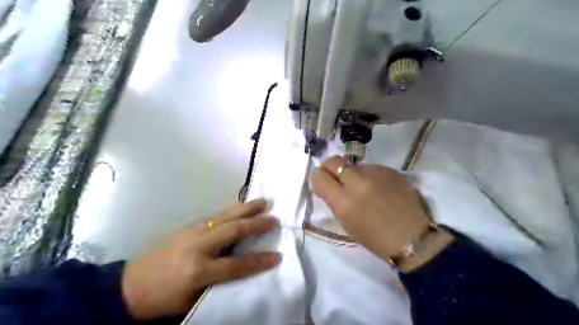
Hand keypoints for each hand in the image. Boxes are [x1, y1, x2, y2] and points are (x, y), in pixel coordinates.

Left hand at [121, 198, 282, 319]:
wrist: (130, 285)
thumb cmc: (164, 298)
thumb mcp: (193, 300)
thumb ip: (220, 282)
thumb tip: (245, 268)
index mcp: (197, 271)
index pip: (236, 265)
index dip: (259, 261)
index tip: (278, 255)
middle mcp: (197, 246)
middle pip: (233, 230)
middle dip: (256, 224)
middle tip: (275, 219)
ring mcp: (192, 231)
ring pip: (225, 216)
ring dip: (246, 208)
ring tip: (263, 201)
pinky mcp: (188, 225)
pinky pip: (216, 215)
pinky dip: (233, 210)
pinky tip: (242, 207)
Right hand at [310, 156, 449, 267]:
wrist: (413, 237)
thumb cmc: (375, 238)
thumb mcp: (346, 223)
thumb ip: (333, 201)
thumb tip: (324, 184)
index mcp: (344, 202)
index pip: (319, 176)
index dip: (317, 177)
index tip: (321, 182)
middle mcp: (358, 182)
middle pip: (334, 161)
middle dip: (330, 168)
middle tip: (335, 178)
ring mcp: (376, 173)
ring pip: (353, 164)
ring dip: (351, 173)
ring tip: (361, 187)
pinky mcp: (390, 170)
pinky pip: (370, 167)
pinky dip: (368, 175)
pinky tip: (377, 187)